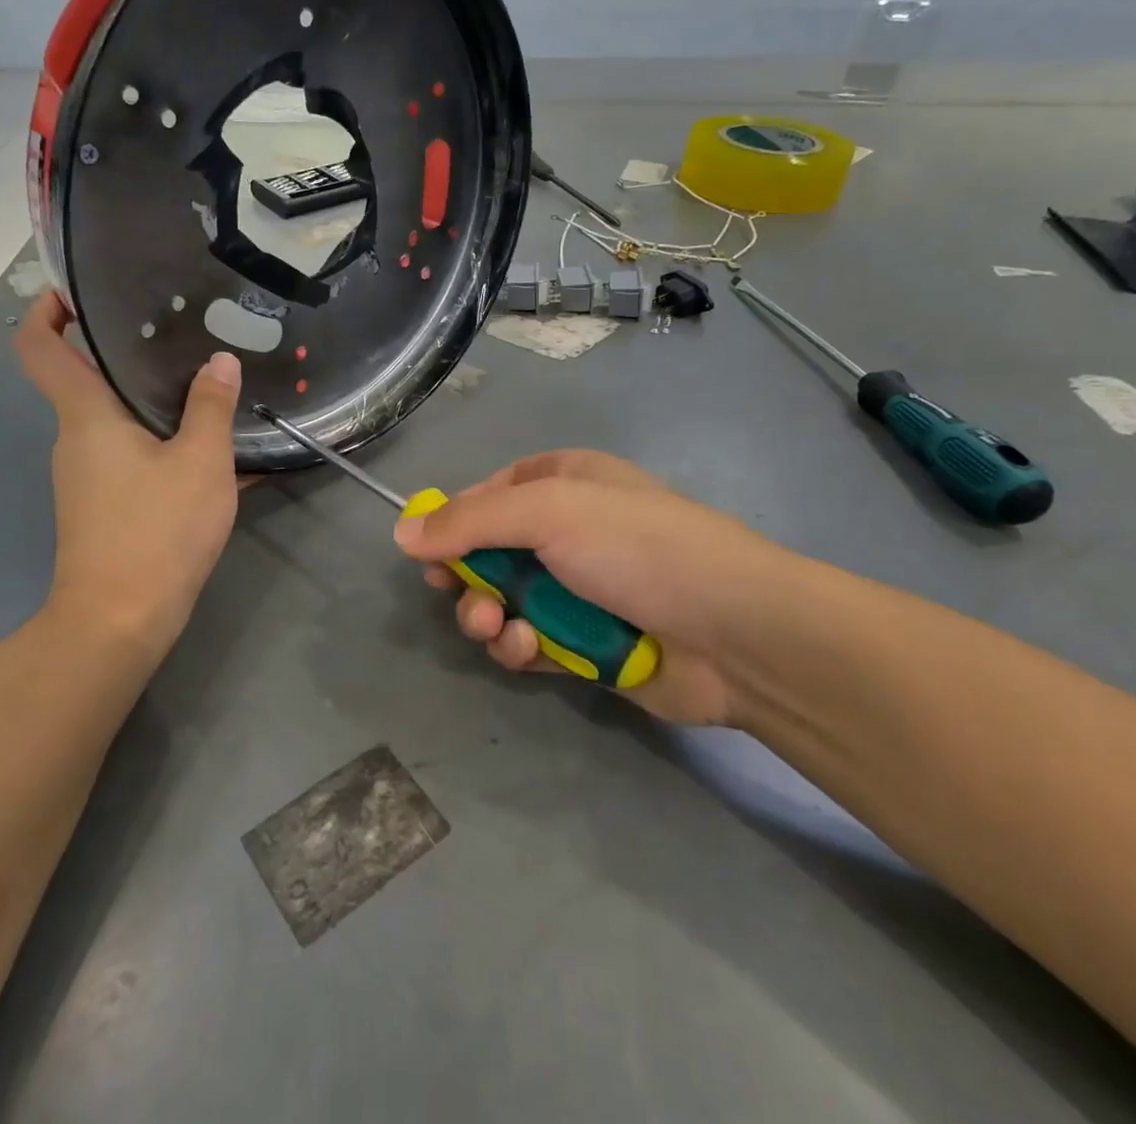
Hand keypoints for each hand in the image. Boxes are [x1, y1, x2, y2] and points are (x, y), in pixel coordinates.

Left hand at [15, 291, 241, 656]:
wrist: (119, 622)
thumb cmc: (155, 532)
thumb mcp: (200, 463)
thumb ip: (211, 408)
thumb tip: (220, 362)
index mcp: (86, 417)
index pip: (39, 348)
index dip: (47, 310)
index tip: (80, 291)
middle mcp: (76, 439)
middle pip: (88, 380)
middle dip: (128, 353)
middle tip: (183, 333)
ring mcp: (87, 476)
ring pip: (117, 421)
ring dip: (155, 402)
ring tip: (208, 385)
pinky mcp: (103, 505)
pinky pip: (132, 457)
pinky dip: (165, 444)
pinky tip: (214, 452)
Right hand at [393, 450, 816, 725]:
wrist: (734, 632)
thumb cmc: (636, 547)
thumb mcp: (548, 511)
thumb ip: (469, 520)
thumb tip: (402, 532)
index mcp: (564, 482)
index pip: (489, 494)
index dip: (453, 521)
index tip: (426, 551)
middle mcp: (569, 532)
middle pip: (488, 553)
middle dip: (468, 578)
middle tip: (461, 597)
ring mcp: (579, 590)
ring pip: (504, 603)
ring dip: (490, 618)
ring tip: (502, 630)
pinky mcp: (586, 644)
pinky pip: (532, 643)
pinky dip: (523, 648)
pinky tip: (533, 652)